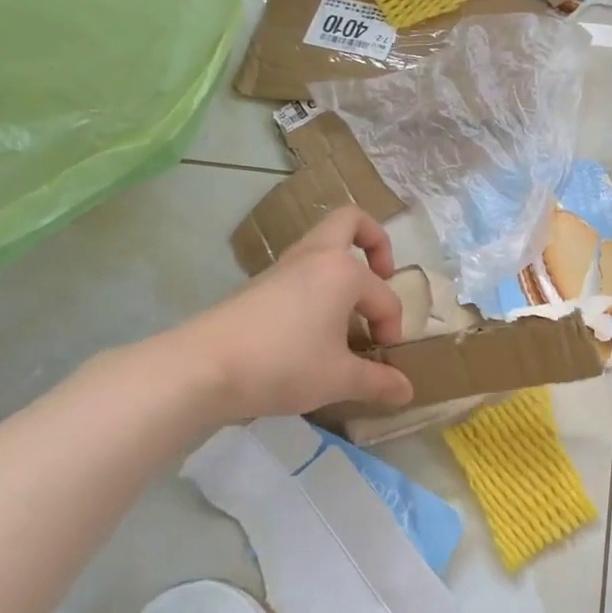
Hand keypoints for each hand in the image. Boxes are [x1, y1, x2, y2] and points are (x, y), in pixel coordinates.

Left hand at [141, 207, 414, 430]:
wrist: (203, 367)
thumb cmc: (283, 364)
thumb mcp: (338, 378)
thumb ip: (377, 381)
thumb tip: (408, 391)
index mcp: (343, 271)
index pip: (384, 297)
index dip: (392, 328)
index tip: (384, 360)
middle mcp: (316, 257)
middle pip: (351, 221)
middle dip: (375, 241)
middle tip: (382, 275)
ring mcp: (284, 267)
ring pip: (322, 244)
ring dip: (344, 264)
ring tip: (350, 307)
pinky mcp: (260, 284)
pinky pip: (302, 268)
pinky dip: (319, 283)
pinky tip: (316, 324)